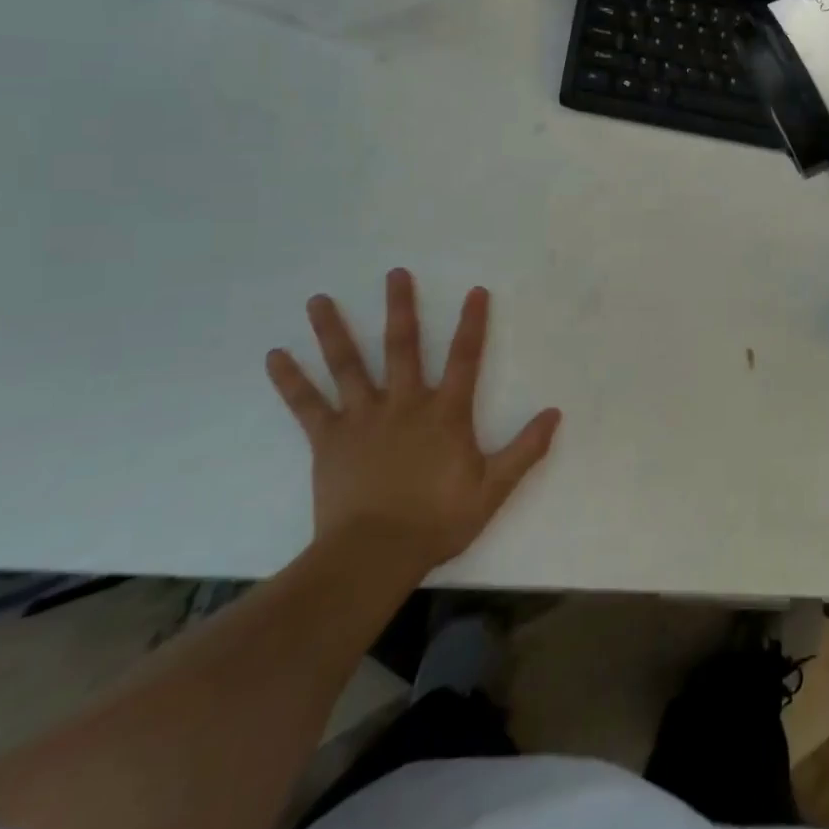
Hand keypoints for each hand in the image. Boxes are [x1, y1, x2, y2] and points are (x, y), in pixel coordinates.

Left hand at [265, 272, 560, 573]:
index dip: (473, 323)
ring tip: (318, 300)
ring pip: (348, 365)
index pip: (465, 358)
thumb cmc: (437, 520)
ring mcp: (362, 419)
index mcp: (445, 413)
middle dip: (401, 307)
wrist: (373, 555)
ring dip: (334, 330)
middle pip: (402, 347)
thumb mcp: (493, 489)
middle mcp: (404, 404)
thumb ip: (525, 450)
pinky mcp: (329, 440)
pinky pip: (307, 405)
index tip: (475, 291)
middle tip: (395, 273)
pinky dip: (290, 380)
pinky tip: (274, 356)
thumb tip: (554, 413)